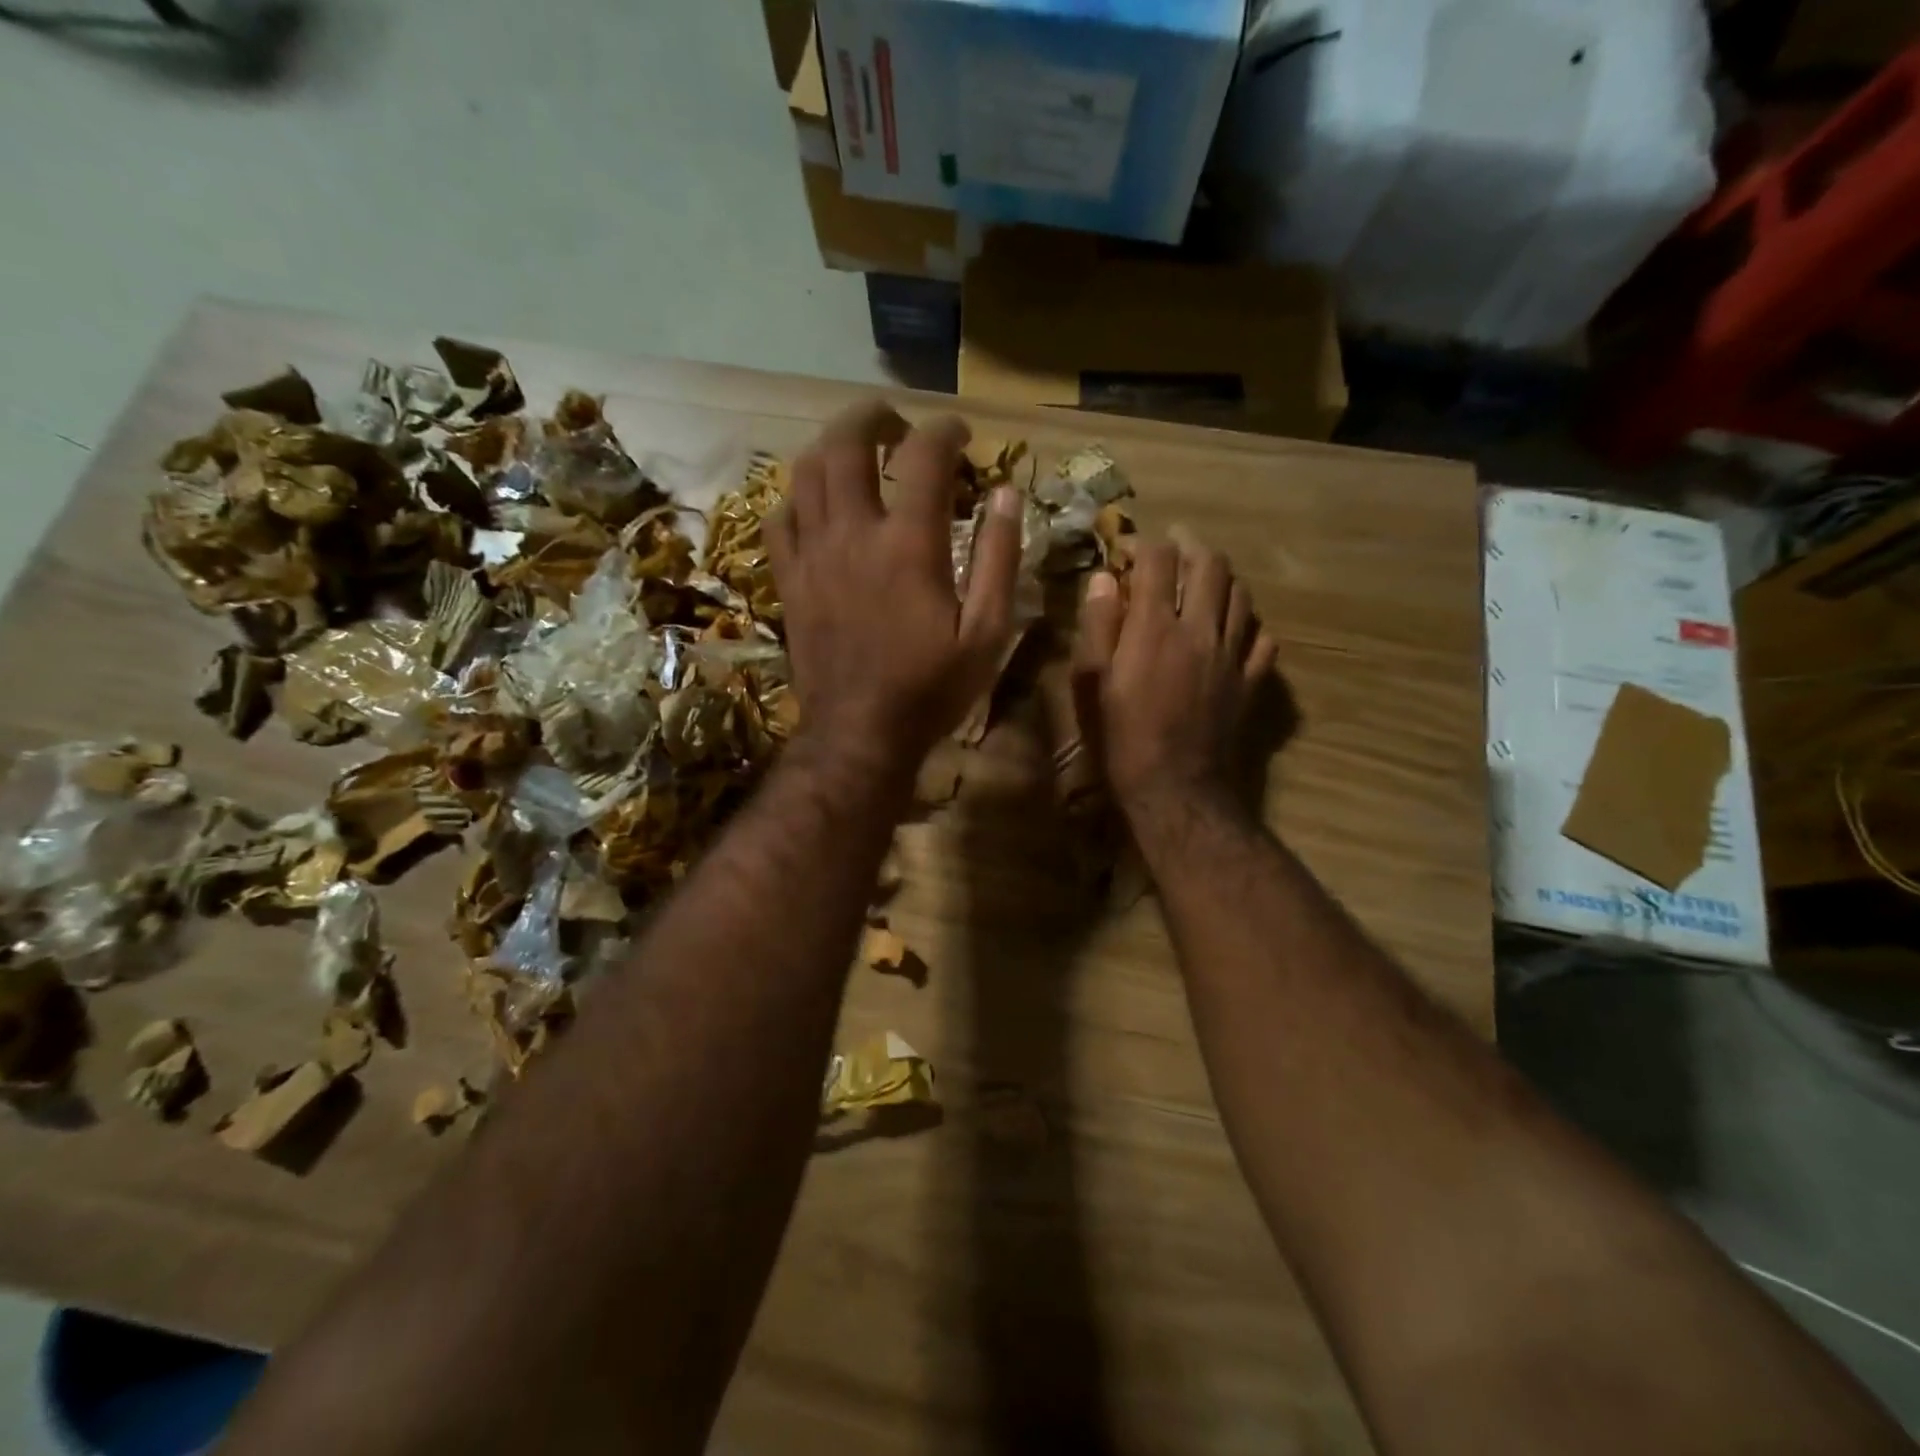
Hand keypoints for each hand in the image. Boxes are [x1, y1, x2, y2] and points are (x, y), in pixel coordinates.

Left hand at [770, 400, 1021, 774]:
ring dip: (833, 446)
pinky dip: (799, 496)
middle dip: (874, 416)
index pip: (924, 456)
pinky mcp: (789, 579)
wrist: (860, 734)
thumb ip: (1000, 559)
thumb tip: (1006, 495)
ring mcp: (813, 555)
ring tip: (858, 450)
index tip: (962, 434)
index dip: (945, 430)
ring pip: (807, 471)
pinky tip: (818, 504)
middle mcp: (853, 535)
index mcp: (908, 545)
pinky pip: (780, 518)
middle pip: (847, 443)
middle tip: (897, 424)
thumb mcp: (987, 633)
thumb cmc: (931, 688)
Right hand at [1073, 526, 1276, 813]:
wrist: (1174, 788)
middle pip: (1211, 565)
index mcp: (1154, 627)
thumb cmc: (1120, 738)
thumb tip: (1102, 580)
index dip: (1144, 546)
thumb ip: (1097, 626)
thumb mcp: (1091, 683)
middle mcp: (1200, 630)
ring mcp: (1232, 655)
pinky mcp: (1251, 681)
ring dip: (1222, 579)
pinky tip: (1233, 631)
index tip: (1129, 553)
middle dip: (1191, 548)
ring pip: (1241, 595)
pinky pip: (1263, 639)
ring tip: (1204, 583)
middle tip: (1174, 551)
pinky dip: (1248, 625)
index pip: (1158, 560)